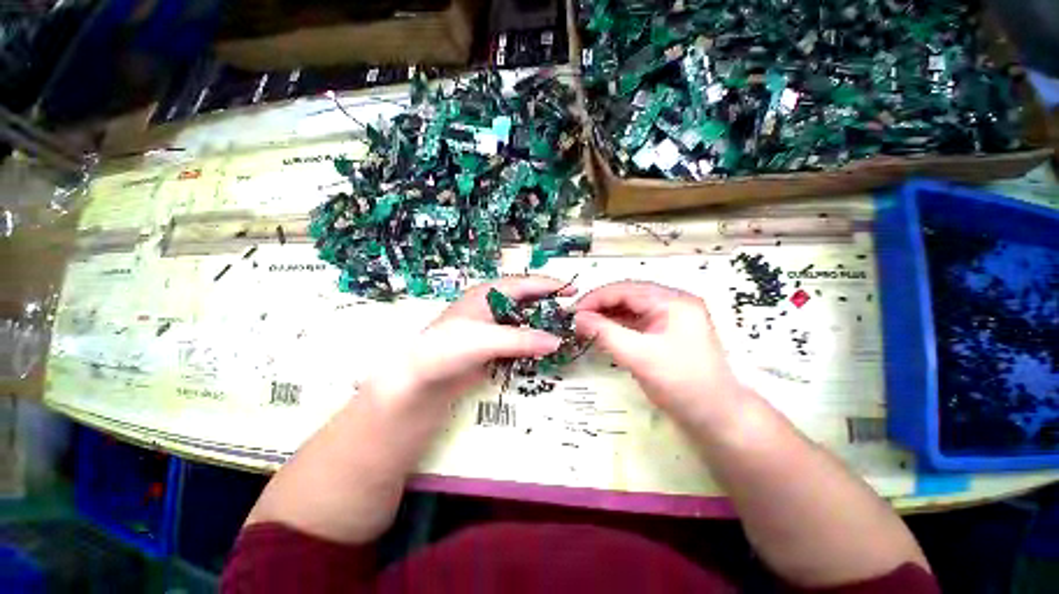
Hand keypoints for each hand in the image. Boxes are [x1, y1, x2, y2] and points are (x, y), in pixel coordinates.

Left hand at [363, 276, 573, 409]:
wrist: (422, 376)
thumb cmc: (448, 347)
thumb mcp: (487, 339)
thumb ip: (522, 339)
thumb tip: (557, 341)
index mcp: (487, 295)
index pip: (524, 284)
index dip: (549, 285)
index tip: (574, 291)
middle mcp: (490, 308)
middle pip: (526, 303)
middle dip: (549, 307)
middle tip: (574, 317)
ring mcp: (489, 330)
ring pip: (522, 324)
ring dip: (541, 328)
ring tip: (565, 335)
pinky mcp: (488, 351)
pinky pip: (516, 344)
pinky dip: (531, 347)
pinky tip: (544, 355)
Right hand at [575, 281, 746, 427]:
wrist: (715, 414)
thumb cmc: (680, 383)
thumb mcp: (640, 357)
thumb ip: (606, 334)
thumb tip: (577, 319)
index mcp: (674, 301)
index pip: (627, 289)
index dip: (596, 298)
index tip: (570, 313)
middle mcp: (677, 304)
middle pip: (633, 297)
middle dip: (603, 307)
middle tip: (575, 322)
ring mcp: (678, 322)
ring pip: (638, 312)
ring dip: (612, 319)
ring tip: (585, 330)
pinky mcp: (675, 339)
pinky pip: (645, 327)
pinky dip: (625, 331)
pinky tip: (607, 338)